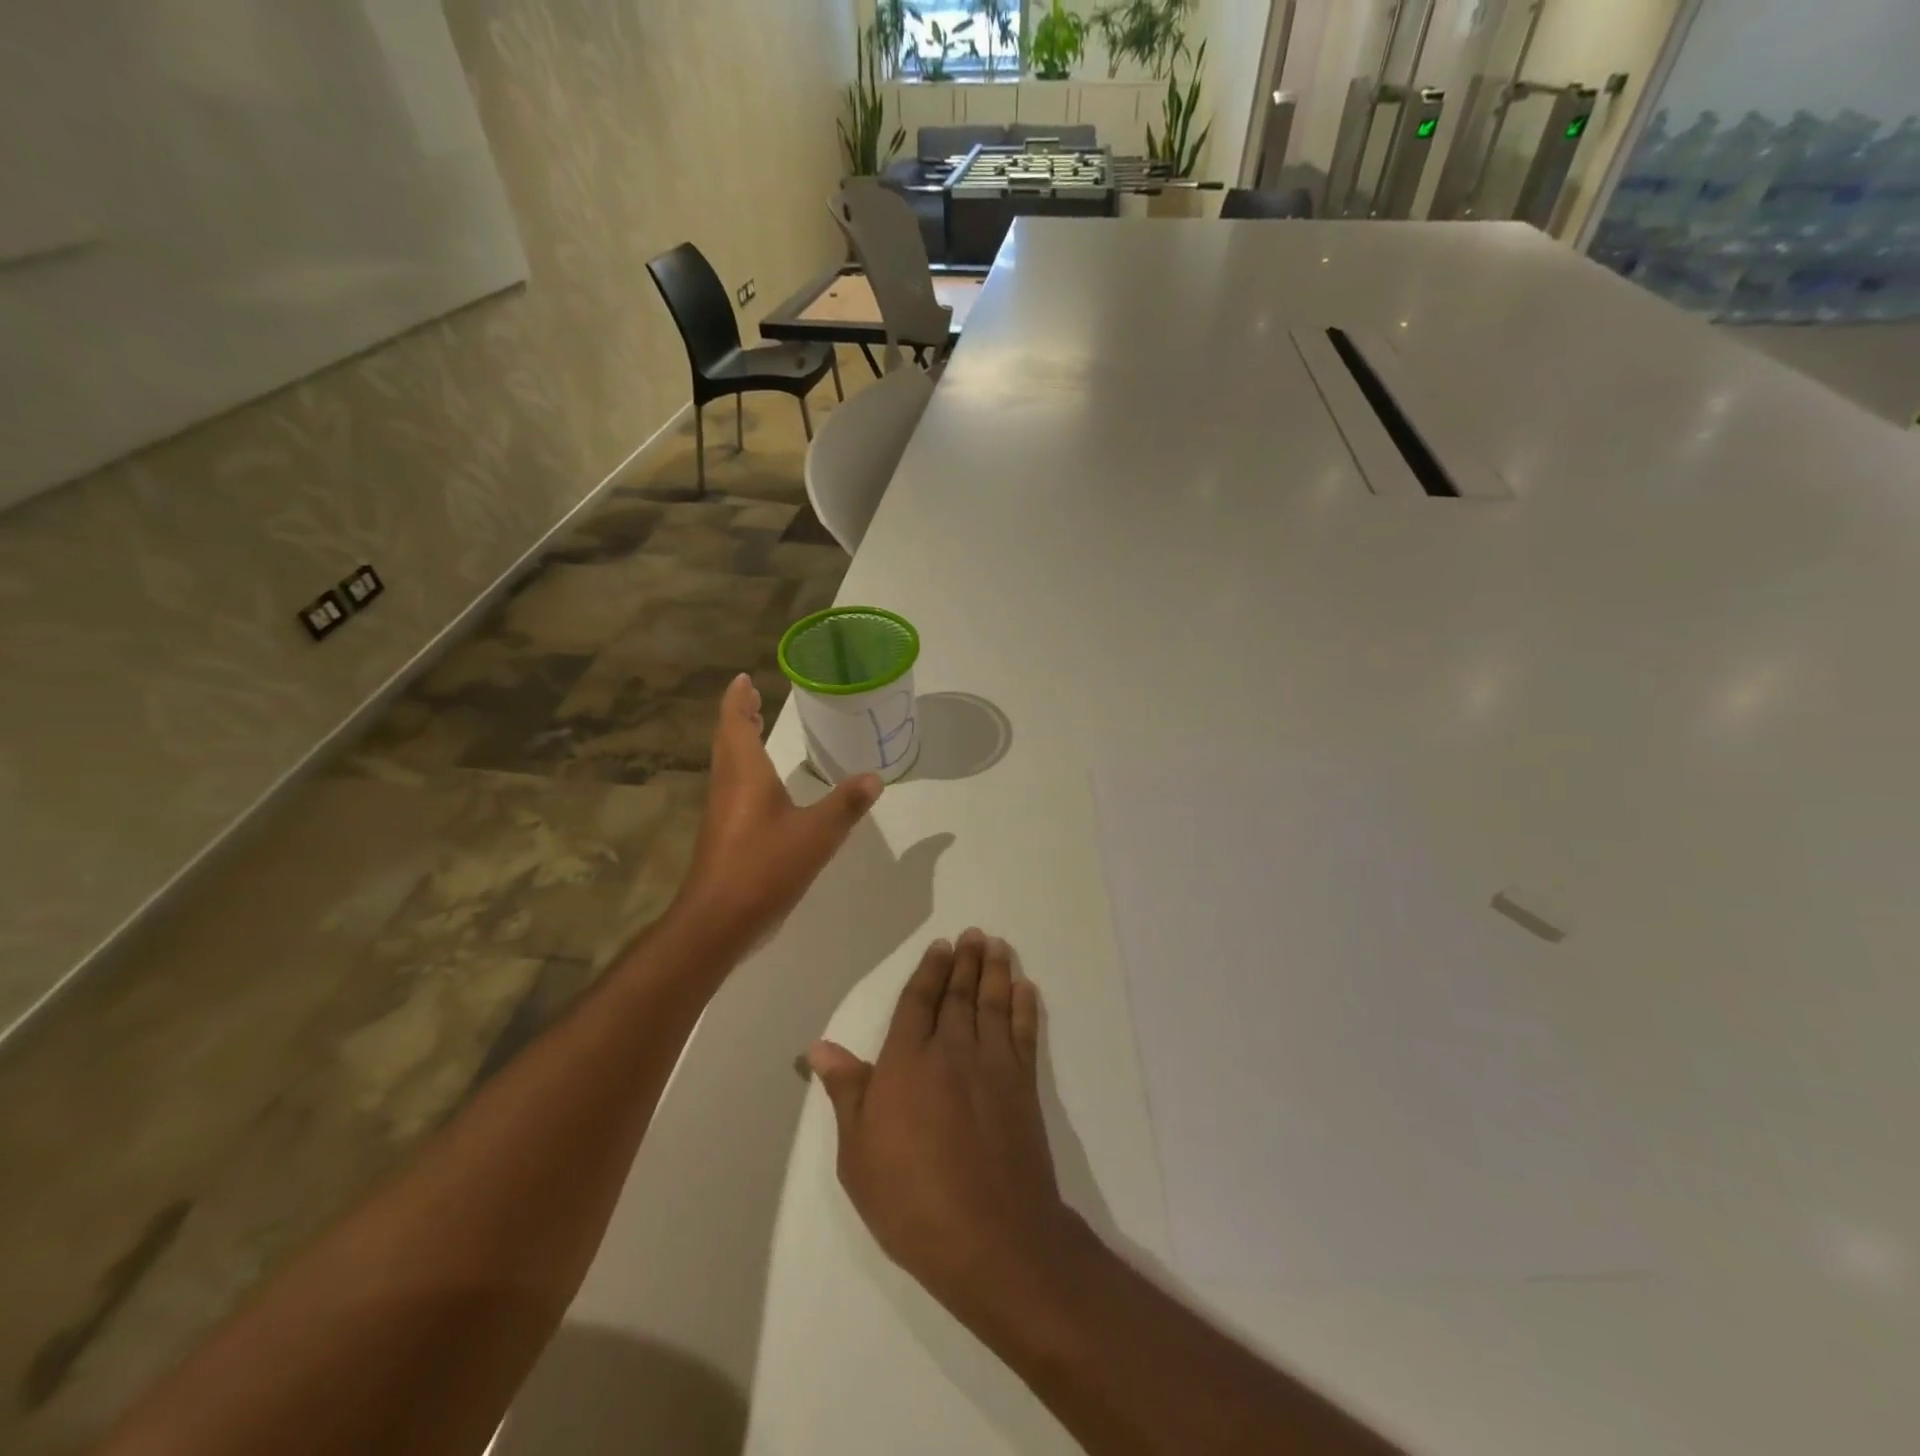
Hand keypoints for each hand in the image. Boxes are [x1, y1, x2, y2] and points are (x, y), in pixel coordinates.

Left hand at [673, 673, 880, 949]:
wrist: (718, 920)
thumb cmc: (764, 866)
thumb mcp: (817, 834)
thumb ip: (845, 804)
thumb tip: (874, 777)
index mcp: (745, 773)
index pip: (736, 722)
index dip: (739, 699)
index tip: (744, 679)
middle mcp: (727, 785)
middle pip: (728, 740)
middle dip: (740, 717)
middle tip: (754, 700)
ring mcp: (721, 811)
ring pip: (728, 764)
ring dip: (740, 742)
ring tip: (757, 731)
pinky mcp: (722, 835)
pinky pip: (732, 787)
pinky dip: (745, 771)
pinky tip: (764, 787)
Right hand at [808, 930, 1086, 1322]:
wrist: (990, 1236)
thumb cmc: (911, 1199)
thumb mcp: (858, 1154)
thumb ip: (847, 1092)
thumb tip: (820, 1047)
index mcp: (907, 1062)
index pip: (918, 1002)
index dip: (929, 972)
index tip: (940, 947)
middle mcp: (952, 1051)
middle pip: (959, 994)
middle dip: (965, 961)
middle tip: (973, 933)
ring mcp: (992, 1065)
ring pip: (993, 1003)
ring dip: (995, 971)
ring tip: (997, 945)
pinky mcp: (1024, 1085)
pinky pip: (1025, 1033)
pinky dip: (1026, 1007)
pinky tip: (1026, 988)